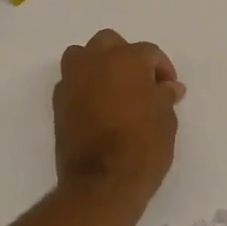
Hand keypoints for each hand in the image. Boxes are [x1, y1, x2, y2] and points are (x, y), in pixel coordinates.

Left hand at [53, 29, 185, 206]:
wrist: (102, 182)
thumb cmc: (143, 146)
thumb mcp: (166, 120)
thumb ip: (165, 96)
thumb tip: (168, 88)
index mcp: (127, 59)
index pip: (149, 53)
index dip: (162, 69)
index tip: (169, 90)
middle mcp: (96, 61)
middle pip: (110, 43)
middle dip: (126, 57)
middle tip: (140, 82)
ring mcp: (72, 80)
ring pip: (82, 56)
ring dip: (98, 65)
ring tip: (114, 89)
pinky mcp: (58, 102)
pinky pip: (72, 82)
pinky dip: (84, 87)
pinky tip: (97, 107)